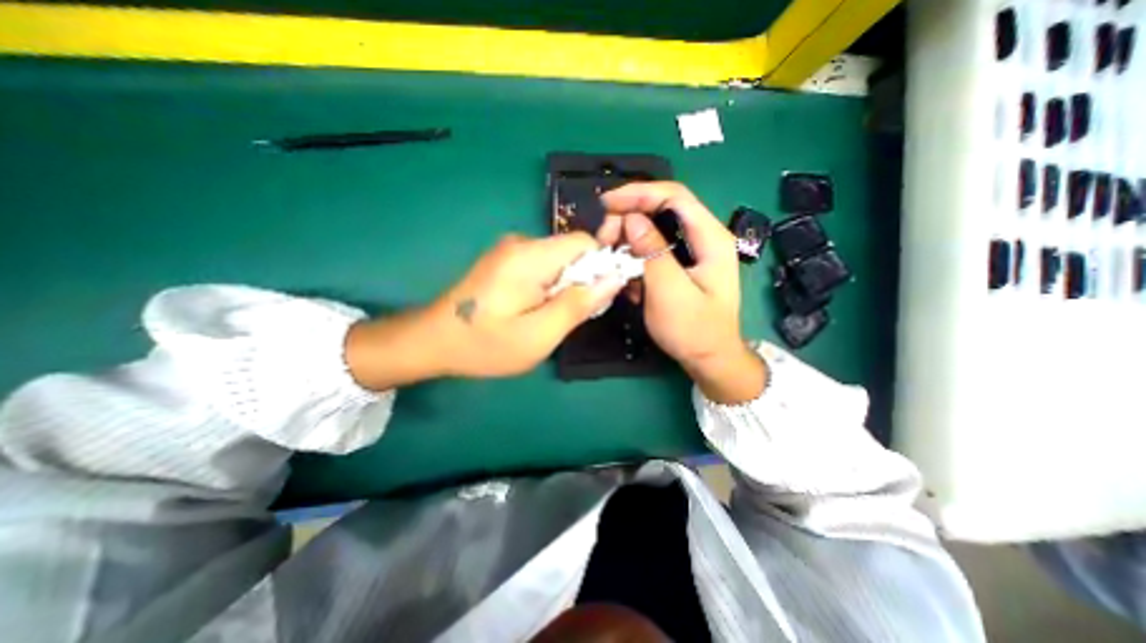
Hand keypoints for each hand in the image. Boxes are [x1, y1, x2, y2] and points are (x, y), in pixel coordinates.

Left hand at [346, 231, 624, 387]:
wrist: (433, 340)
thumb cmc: (486, 344)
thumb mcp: (539, 335)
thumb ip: (579, 305)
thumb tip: (614, 278)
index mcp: (529, 256)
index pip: (584, 243)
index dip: (599, 268)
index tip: (594, 301)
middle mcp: (521, 243)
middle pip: (571, 251)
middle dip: (580, 282)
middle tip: (565, 317)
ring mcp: (510, 250)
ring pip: (558, 260)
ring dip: (564, 287)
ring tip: (547, 318)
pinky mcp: (505, 260)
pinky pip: (542, 266)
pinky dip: (549, 286)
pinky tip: (533, 310)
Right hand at [595, 181, 763, 400]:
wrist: (709, 359)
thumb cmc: (694, 330)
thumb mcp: (670, 292)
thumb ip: (652, 252)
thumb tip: (631, 219)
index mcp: (711, 237)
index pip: (674, 196)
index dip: (639, 193)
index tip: (607, 204)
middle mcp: (703, 237)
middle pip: (662, 210)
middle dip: (629, 219)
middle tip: (604, 238)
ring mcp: (691, 252)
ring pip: (654, 231)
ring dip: (628, 241)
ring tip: (612, 260)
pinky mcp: (680, 266)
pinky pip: (653, 251)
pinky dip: (635, 258)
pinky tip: (627, 278)